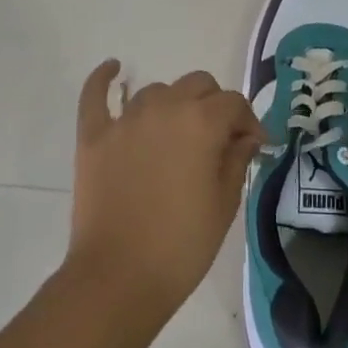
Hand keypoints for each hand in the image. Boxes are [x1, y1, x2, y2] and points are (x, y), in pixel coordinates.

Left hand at [68, 59, 265, 317]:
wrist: (119, 277)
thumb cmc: (182, 245)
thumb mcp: (224, 204)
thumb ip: (236, 159)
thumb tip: (245, 137)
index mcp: (202, 122)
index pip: (234, 103)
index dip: (248, 122)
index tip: (254, 146)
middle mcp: (165, 108)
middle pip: (197, 85)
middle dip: (214, 105)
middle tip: (217, 139)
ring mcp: (125, 120)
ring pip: (156, 91)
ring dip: (172, 104)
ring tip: (175, 134)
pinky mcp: (93, 136)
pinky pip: (95, 95)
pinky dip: (104, 79)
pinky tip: (113, 69)